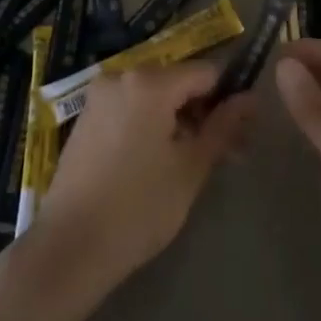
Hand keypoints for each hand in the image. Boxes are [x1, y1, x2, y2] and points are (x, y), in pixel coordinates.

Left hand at [32, 62, 251, 292]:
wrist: (70, 247)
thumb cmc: (139, 207)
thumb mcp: (191, 167)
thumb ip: (223, 127)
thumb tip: (250, 98)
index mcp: (150, 81)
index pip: (205, 72)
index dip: (227, 98)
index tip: (240, 132)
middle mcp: (122, 75)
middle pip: (177, 82)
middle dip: (202, 112)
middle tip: (223, 155)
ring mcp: (99, 96)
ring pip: (153, 96)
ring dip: (177, 120)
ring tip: (192, 164)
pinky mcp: (86, 118)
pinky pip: (130, 108)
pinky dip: (149, 125)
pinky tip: (157, 163)